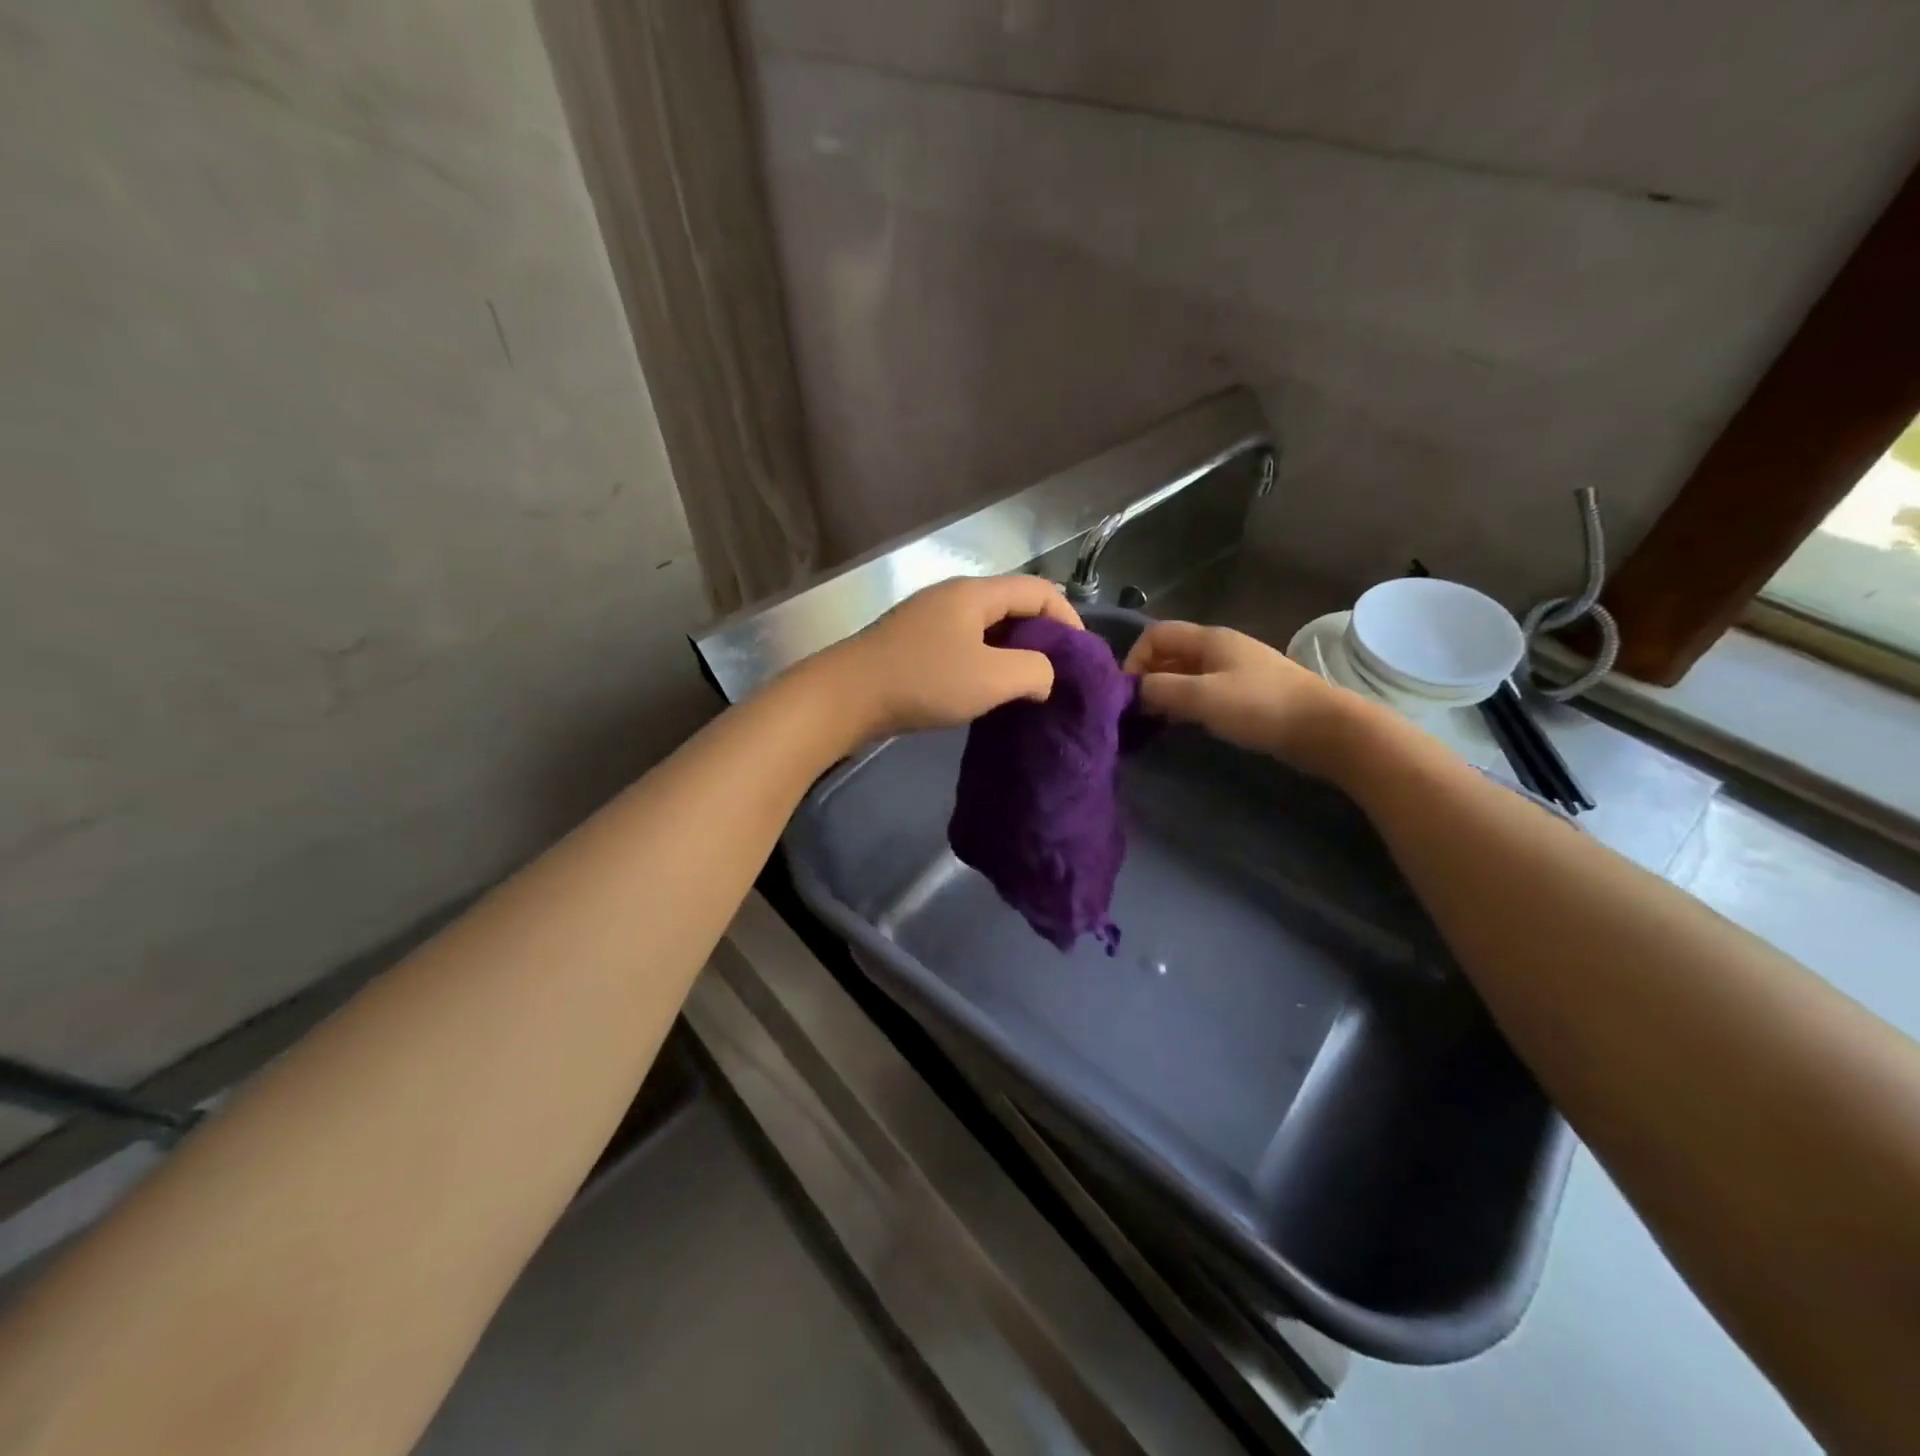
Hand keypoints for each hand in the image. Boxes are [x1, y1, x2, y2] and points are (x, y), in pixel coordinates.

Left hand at [815, 575, 1084, 738]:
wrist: (845, 697)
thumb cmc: (923, 681)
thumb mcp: (991, 678)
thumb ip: (1034, 671)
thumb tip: (1046, 676)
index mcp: (976, 594)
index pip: (1040, 591)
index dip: (1068, 619)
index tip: (1079, 660)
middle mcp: (954, 597)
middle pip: (1013, 606)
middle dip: (1042, 637)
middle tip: (1057, 675)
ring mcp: (930, 619)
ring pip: (988, 628)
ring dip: (1012, 653)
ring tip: (1026, 687)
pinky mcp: (914, 643)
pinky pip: (964, 644)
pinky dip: (985, 662)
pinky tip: (986, 690)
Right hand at [1123, 620, 1361, 780]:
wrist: (1323, 728)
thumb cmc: (1259, 706)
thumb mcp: (1201, 696)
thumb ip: (1160, 689)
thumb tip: (1134, 691)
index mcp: (1208, 639)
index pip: (1155, 635)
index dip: (1135, 659)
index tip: (1129, 693)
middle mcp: (1220, 648)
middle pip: (1170, 654)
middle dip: (1148, 678)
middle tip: (1137, 712)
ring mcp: (1236, 670)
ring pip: (1186, 674)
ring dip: (1167, 693)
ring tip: (1156, 721)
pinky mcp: (1247, 693)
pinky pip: (1204, 691)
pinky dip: (1187, 703)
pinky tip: (1185, 724)